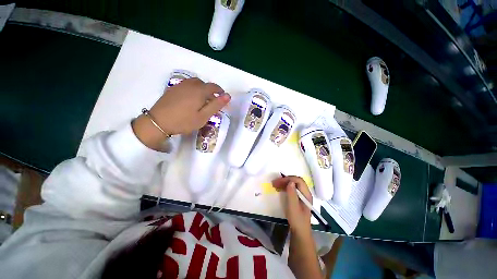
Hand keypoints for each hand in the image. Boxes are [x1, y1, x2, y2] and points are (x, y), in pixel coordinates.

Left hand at [133, 78, 230, 149]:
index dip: (220, 92)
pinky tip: (190, 99)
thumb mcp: (203, 116)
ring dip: (201, 89)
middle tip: (212, 103)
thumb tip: (228, 96)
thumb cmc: (184, 121)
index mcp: (199, 91)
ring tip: (202, 100)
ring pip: (195, 83)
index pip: (214, 87)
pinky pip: (186, 85)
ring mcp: (180, 85)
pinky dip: (193, 89)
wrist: (158, 122)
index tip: (223, 99)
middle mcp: (190, 84)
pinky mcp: (173, 89)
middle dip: (210, 91)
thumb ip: (216, 105)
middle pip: (204, 84)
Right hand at [273, 176, 312, 236]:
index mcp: (306, 194)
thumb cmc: (297, 220)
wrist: (300, 232)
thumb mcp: (293, 207)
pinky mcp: (298, 199)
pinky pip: (292, 189)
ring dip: (284, 183)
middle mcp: (305, 193)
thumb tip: (290, 181)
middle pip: (296, 181)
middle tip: (275, 183)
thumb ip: (292, 194)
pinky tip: (279, 189)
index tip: (278, 182)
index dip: (288, 179)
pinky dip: (285, 187)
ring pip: (293, 184)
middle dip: (285, 180)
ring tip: (275, 185)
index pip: (298, 180)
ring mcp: (302, 195)